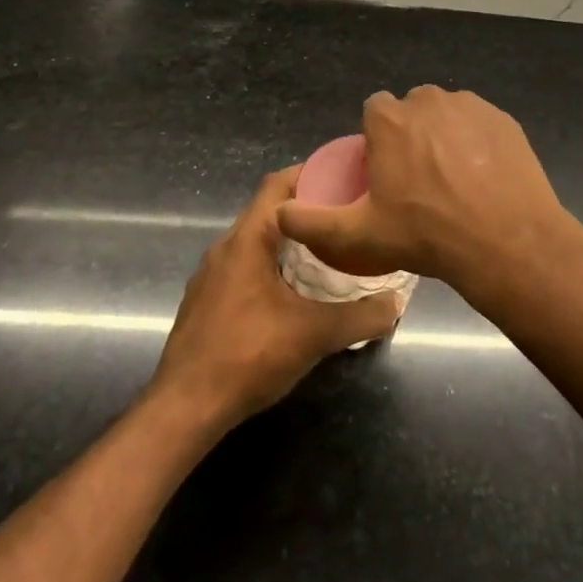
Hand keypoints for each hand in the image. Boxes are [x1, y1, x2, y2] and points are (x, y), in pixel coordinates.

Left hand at [150, 167, 401, 428]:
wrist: (185, 408)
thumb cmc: (248, 355)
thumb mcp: (315, 334)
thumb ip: (361, 316)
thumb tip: (397, 303)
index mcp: (246, 241)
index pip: (277, 185)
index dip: (310, 173)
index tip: (345, 176)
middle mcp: (224, 248)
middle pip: (268, 212)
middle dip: (307, 210)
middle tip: (346, 216)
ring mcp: (211, 276)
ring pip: (256, 242)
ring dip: (289, 241)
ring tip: (329, 250)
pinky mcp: (207, 301)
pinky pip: (244, 267)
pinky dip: (272, 265)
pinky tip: (295, 291)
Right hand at [275, 86, 573, 297]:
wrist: (506, 241)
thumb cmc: (426, 235)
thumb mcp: (359, 236)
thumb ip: (312, 222)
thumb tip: (278, 213)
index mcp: (390, 119)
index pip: (374, 111)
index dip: (378, 139)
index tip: (386, 171)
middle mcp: (428, 100)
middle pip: (411, 110)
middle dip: (410, 134)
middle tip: (419, 179)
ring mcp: (471, 106)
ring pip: (447, 114)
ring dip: (444, 135)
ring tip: (453, 179)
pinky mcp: (504, 119)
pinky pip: (479, 123)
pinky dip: (477, 141)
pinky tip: (482, 176)